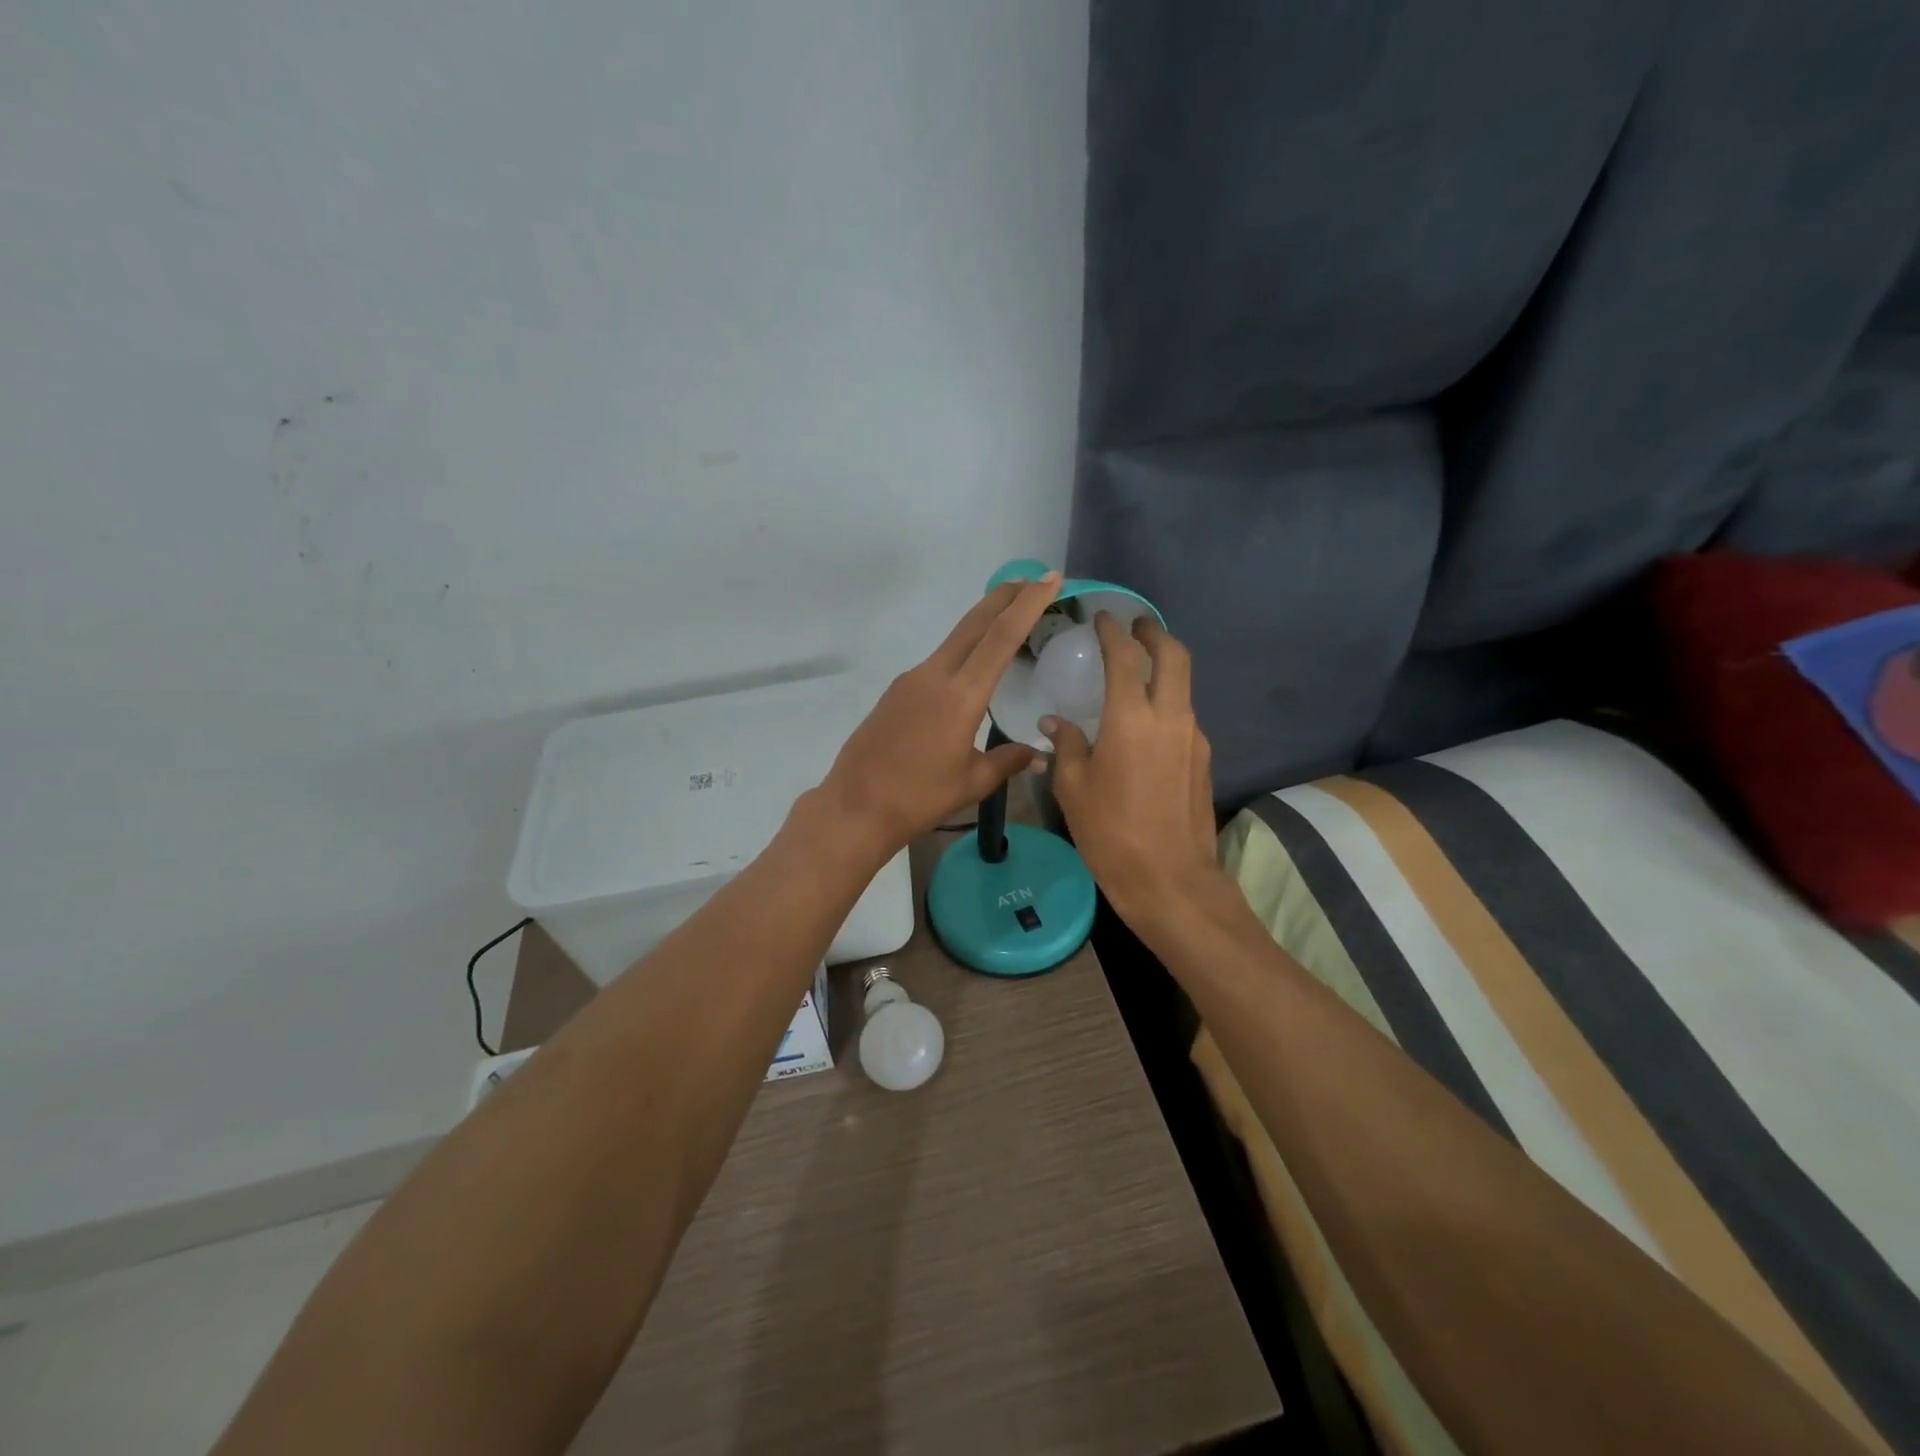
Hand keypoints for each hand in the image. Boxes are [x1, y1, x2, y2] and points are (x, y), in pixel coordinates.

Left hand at [816, 574, 1061, 859]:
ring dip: (983, 622)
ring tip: (1009, 618)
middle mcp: (934, 676)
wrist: (855, 806)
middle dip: (1005, 597)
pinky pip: (939, 661)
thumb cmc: (919, 797)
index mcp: (960, 696)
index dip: (1027, 605)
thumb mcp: (972, 782)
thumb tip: (1039, 753)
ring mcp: (911, 681)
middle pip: (974, 624)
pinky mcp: (897, 692)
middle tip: (1033, 579)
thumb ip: (1008, 760)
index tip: (1049, 579)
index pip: (1001, 638)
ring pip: (954, 640)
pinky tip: (972, 667)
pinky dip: (963, 650)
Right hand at [1043, 613, 1224, 930]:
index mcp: (1131, 718)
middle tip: (1135, 626)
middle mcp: (1170, 716)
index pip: (1126, 656)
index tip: (1102, 618)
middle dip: (1154, 633)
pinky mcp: (1204, 759)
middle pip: (1174, 656)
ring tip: (1137, 672)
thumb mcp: (1073, 788)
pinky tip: (1145, 722)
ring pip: (1184, 685)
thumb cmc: (1111, 833)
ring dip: (1164, 667)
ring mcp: (1194, 737)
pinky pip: (1184, 715)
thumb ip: (1066, 746)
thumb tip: (1055, 722)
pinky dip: (1167, 701)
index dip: (1114, 631)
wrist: (1171, 880)